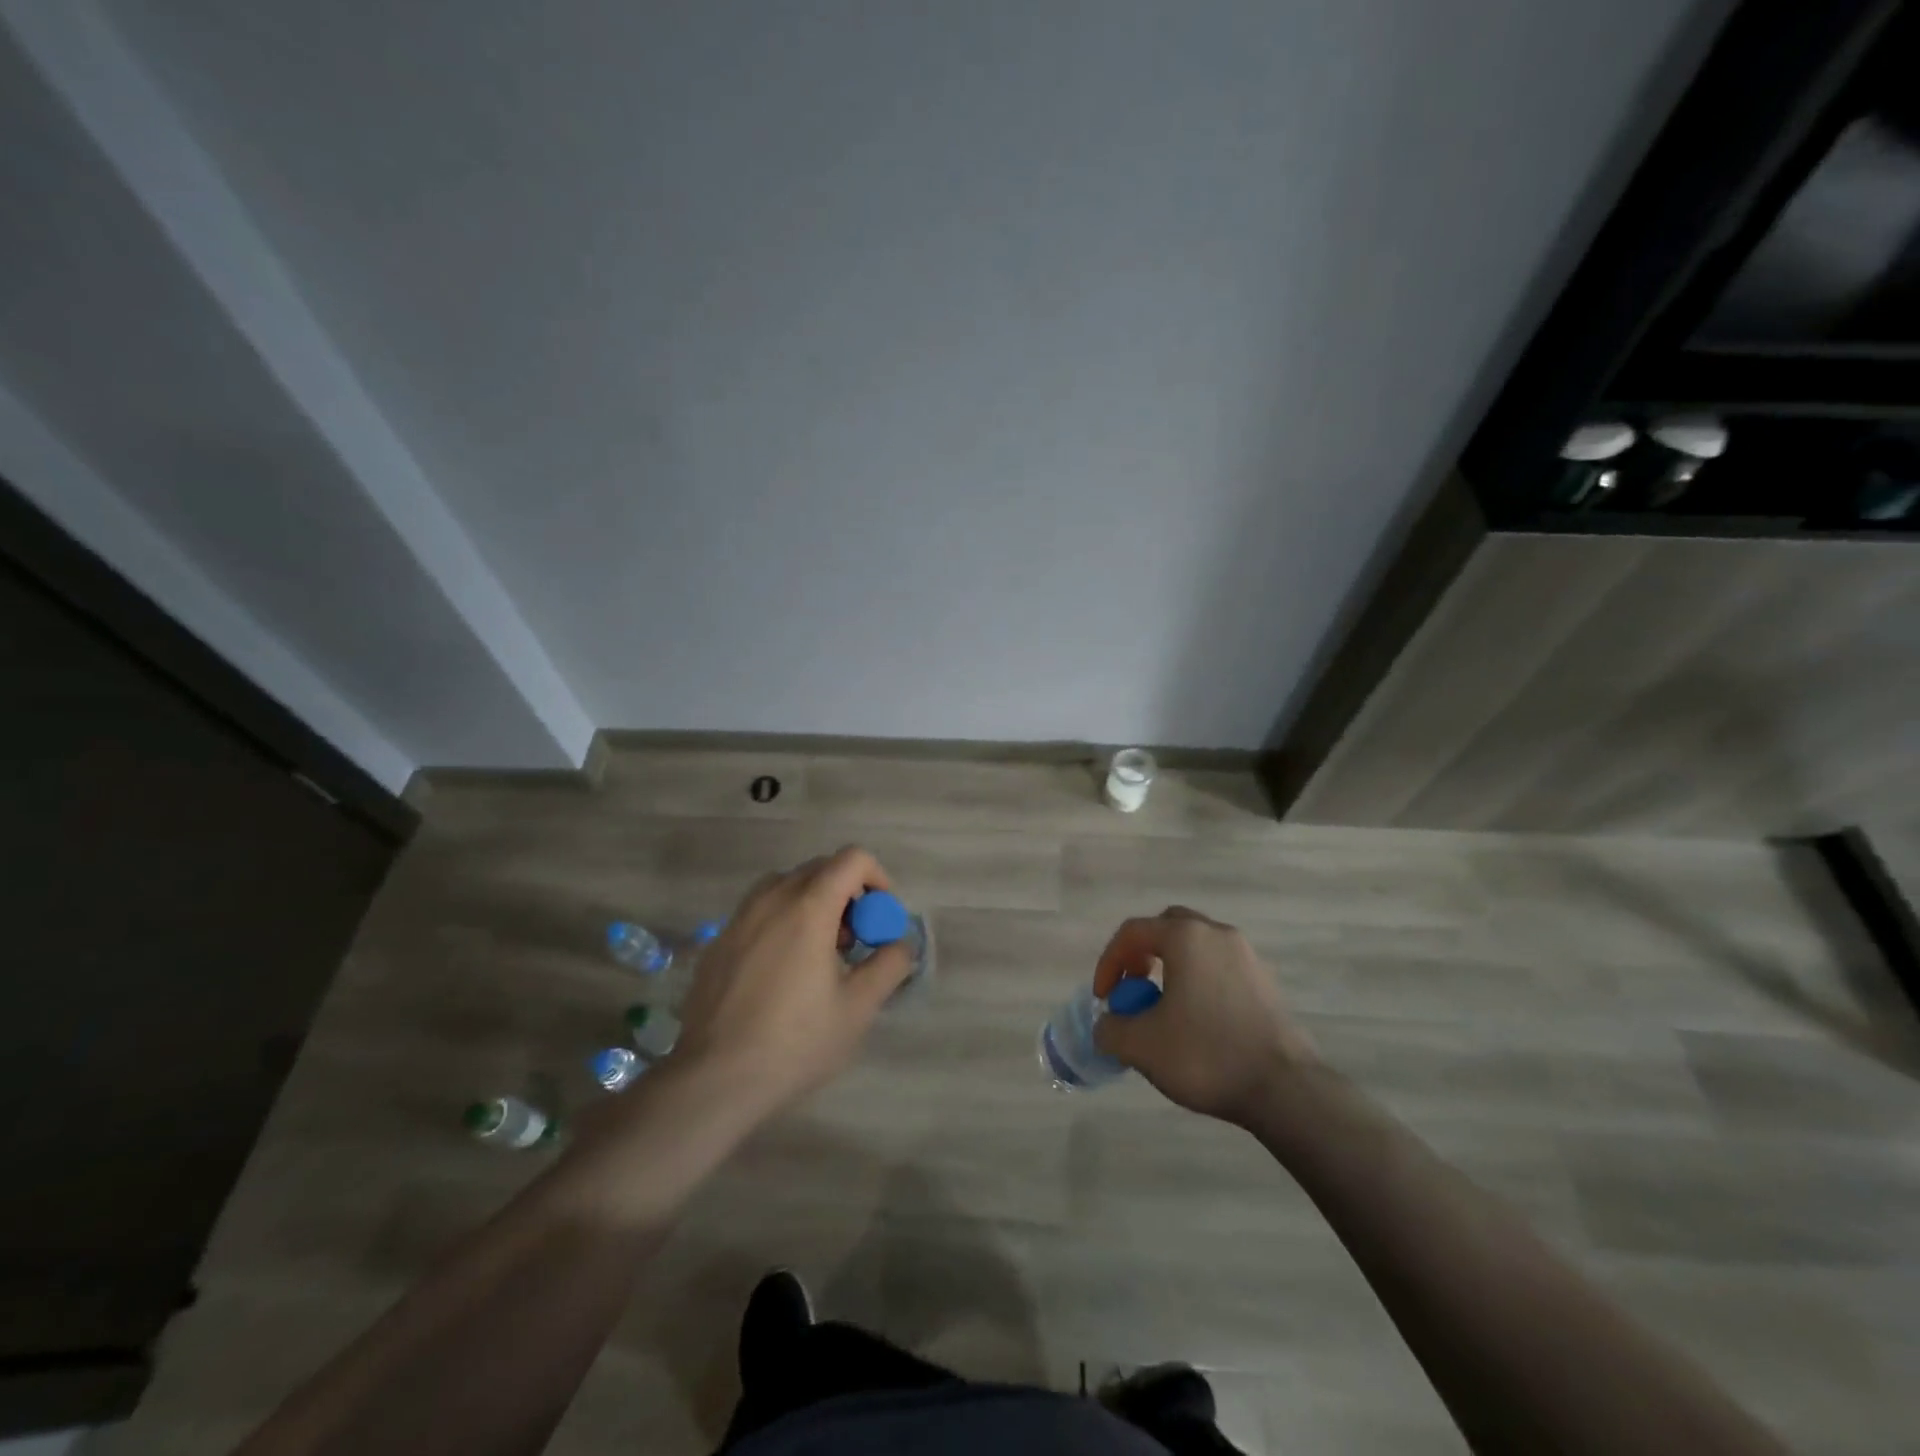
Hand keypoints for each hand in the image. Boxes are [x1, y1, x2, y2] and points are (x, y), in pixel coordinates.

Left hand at [670, 846, 912, 1118]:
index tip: (880, 916)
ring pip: (784, 886)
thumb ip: (889, 965)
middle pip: (819, 869)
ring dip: (811, 903)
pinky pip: (757, 911)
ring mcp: (738, 919)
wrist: (714, 1079)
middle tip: (853, 940)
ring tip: (817, 952)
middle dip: (846, 893)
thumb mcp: (859, 1008)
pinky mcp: (717, 942)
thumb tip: (899, 943)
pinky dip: (780, 921)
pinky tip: (780, 971)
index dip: (877, 877)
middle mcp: (771, 900)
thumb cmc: (795, 1042)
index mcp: (808, 907)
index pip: (852, 859)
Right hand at [1092, 906, 1315, 1124]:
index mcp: (1185, 937)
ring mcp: (1247, 956)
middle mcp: (1218, 934)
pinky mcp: (1266, 983)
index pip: (1133, 932)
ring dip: (1172, 968)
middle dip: (1142, 953)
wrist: (1286, 1089)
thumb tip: (1108, 1024)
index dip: (1109, 962)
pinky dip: (1199, 982)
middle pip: (1168, 928)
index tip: (1103, 998)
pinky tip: (1197, 1022)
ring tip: (1163, 1008)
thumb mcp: (1141, 1046)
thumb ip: (1111, 1028)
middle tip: (1134, 986)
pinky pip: (1220, 968)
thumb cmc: (1207, 1056)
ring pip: (1197, 948)